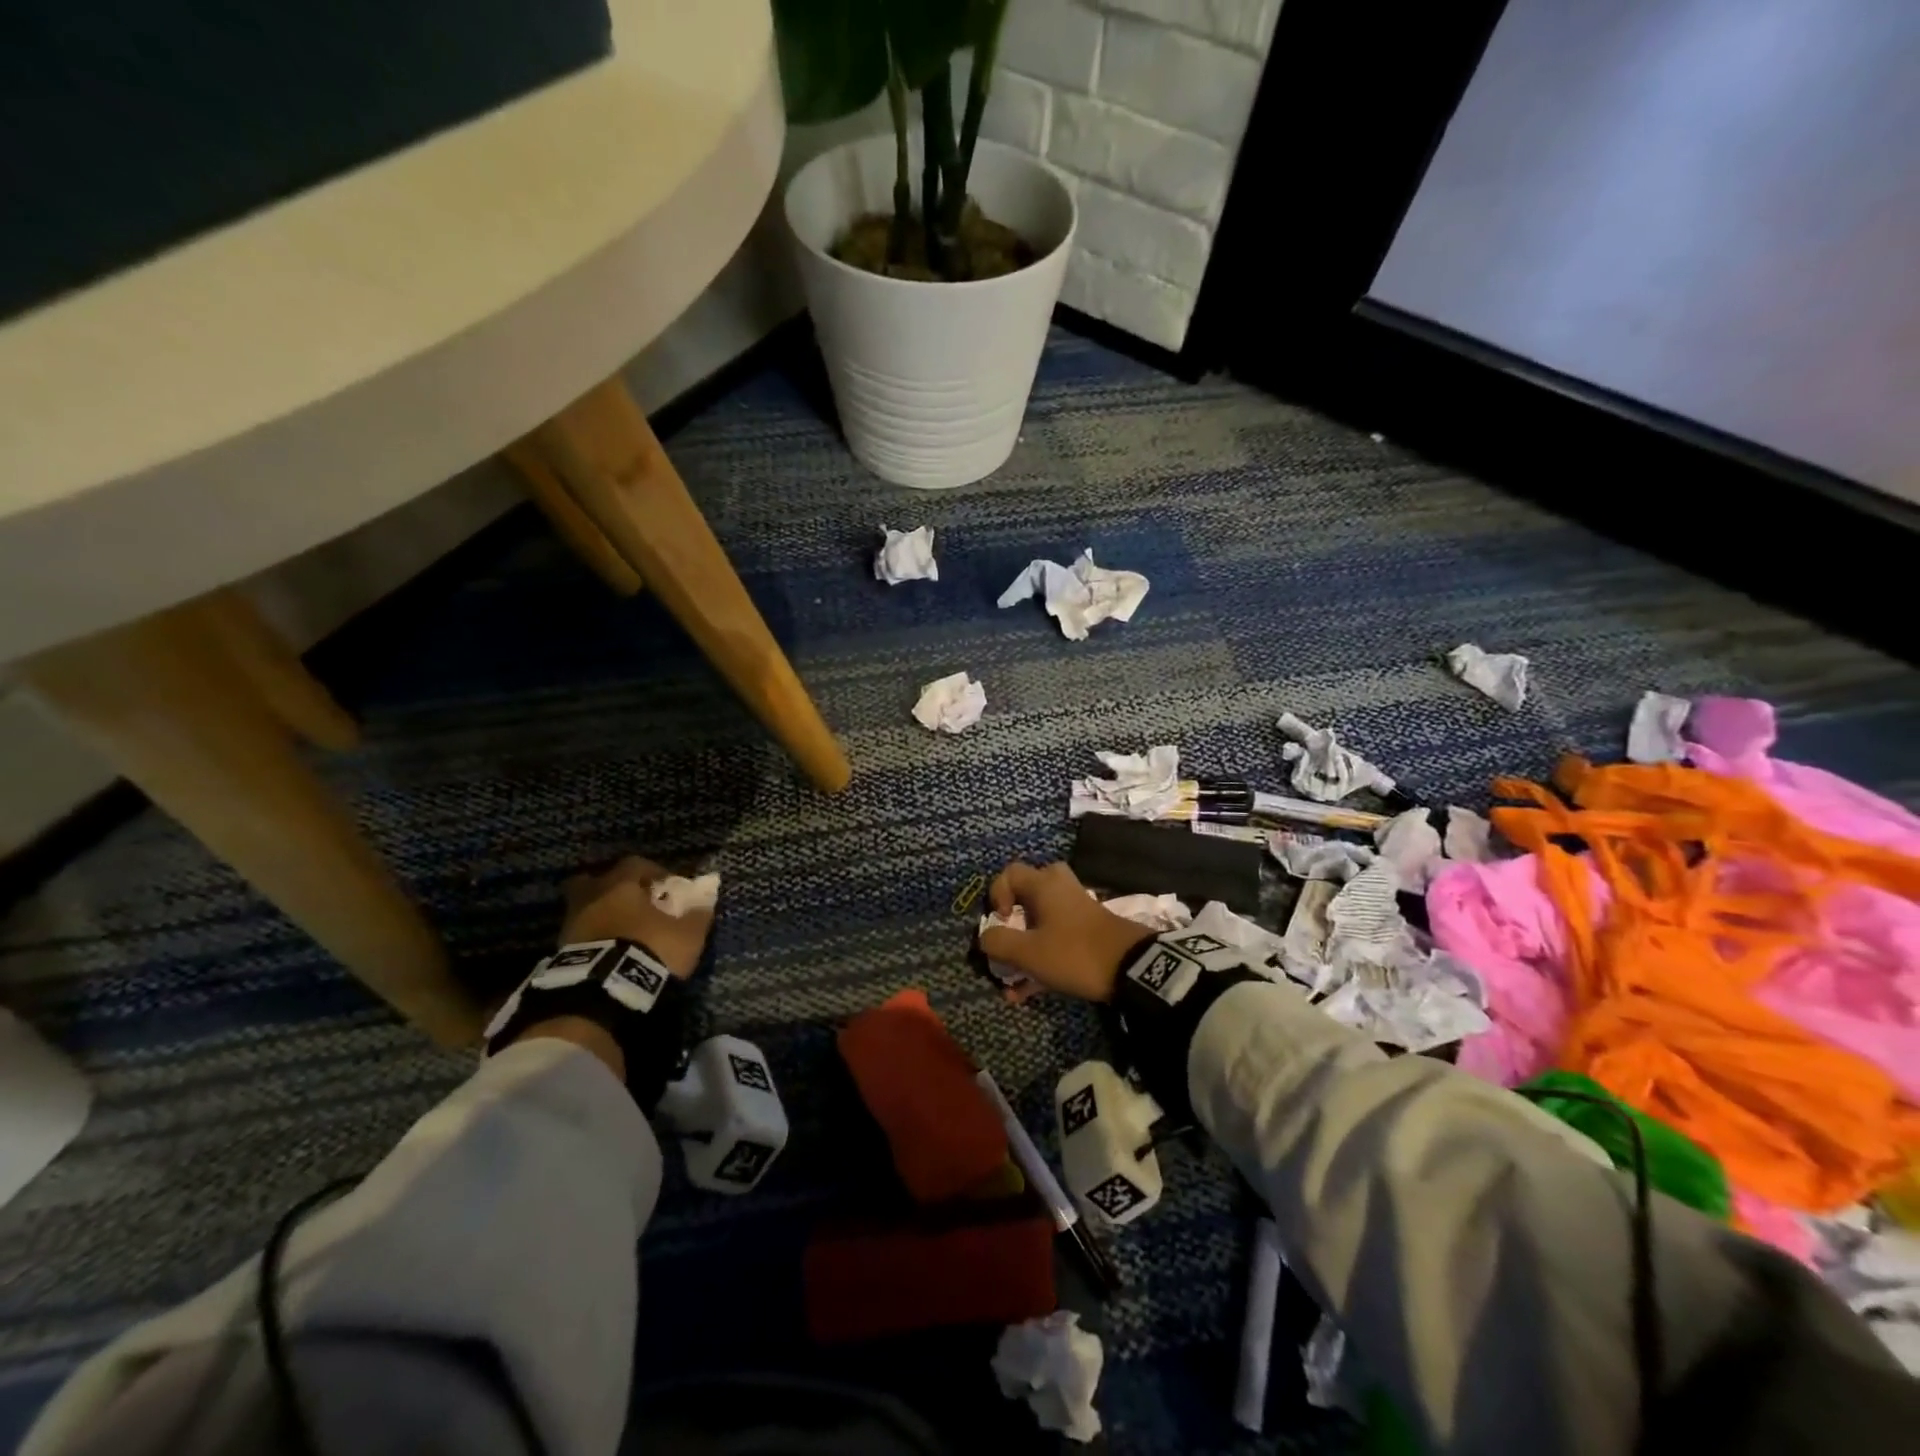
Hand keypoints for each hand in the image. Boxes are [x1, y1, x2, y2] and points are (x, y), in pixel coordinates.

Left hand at [559, 856, 712, 979]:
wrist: (604, 990)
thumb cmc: (648, 949)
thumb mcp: (686, 934)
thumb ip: (697, 914)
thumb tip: (706, 899)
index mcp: (620, 885)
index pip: (635, 864)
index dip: (653, 872)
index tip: (667, 886)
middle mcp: (591, 897)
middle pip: (594, 881)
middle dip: (612, 888)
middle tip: (632, 903)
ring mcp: (571, 925)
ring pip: (584, 909)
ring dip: (600, 916)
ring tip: (621, 932)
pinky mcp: (560, 952)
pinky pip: (579, 935)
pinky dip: (592, 939)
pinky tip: (608, 951)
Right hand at [978, 861, 1151, 1002]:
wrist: (1132, 968)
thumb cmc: (1074, 952)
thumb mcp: (1029, 952)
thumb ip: (999, 942)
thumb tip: (984, 937)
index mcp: (1044, 884)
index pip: (1009, 873)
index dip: (996, 896)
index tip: (1001, 921)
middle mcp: (1060, 889)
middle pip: (1027, 894)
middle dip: (1013, 922)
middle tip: (1011, 939)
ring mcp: (1076, 910)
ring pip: (1040, 922)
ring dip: (1024, 949)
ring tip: (1012, 983)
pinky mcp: (1088, 932)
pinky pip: (1056, 938)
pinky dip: (1041, 959)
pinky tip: (1028, 993)